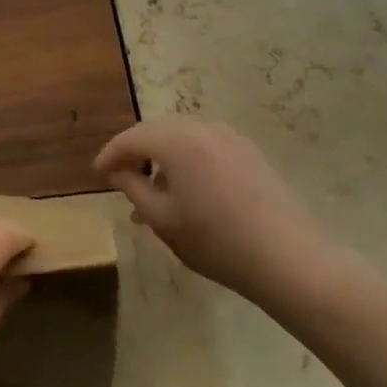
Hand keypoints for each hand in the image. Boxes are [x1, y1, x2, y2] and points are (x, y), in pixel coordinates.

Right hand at [95, 118, 352, 312]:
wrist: (289, 258)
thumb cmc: (216, 241)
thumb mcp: (162, 219)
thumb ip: (132, 187)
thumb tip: (118, 171)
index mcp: (176, 140)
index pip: (131, 138)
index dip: (110, 154)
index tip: (98, 173)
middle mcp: (202, 128)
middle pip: (157, 131)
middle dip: (136, 151)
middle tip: (122, 177)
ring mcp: (230, 137)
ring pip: (182, 137)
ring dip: (162, 156)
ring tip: (154, 190)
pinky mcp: (250, 152)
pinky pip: (205, 145)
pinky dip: (187, 159)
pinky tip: (188, 190)